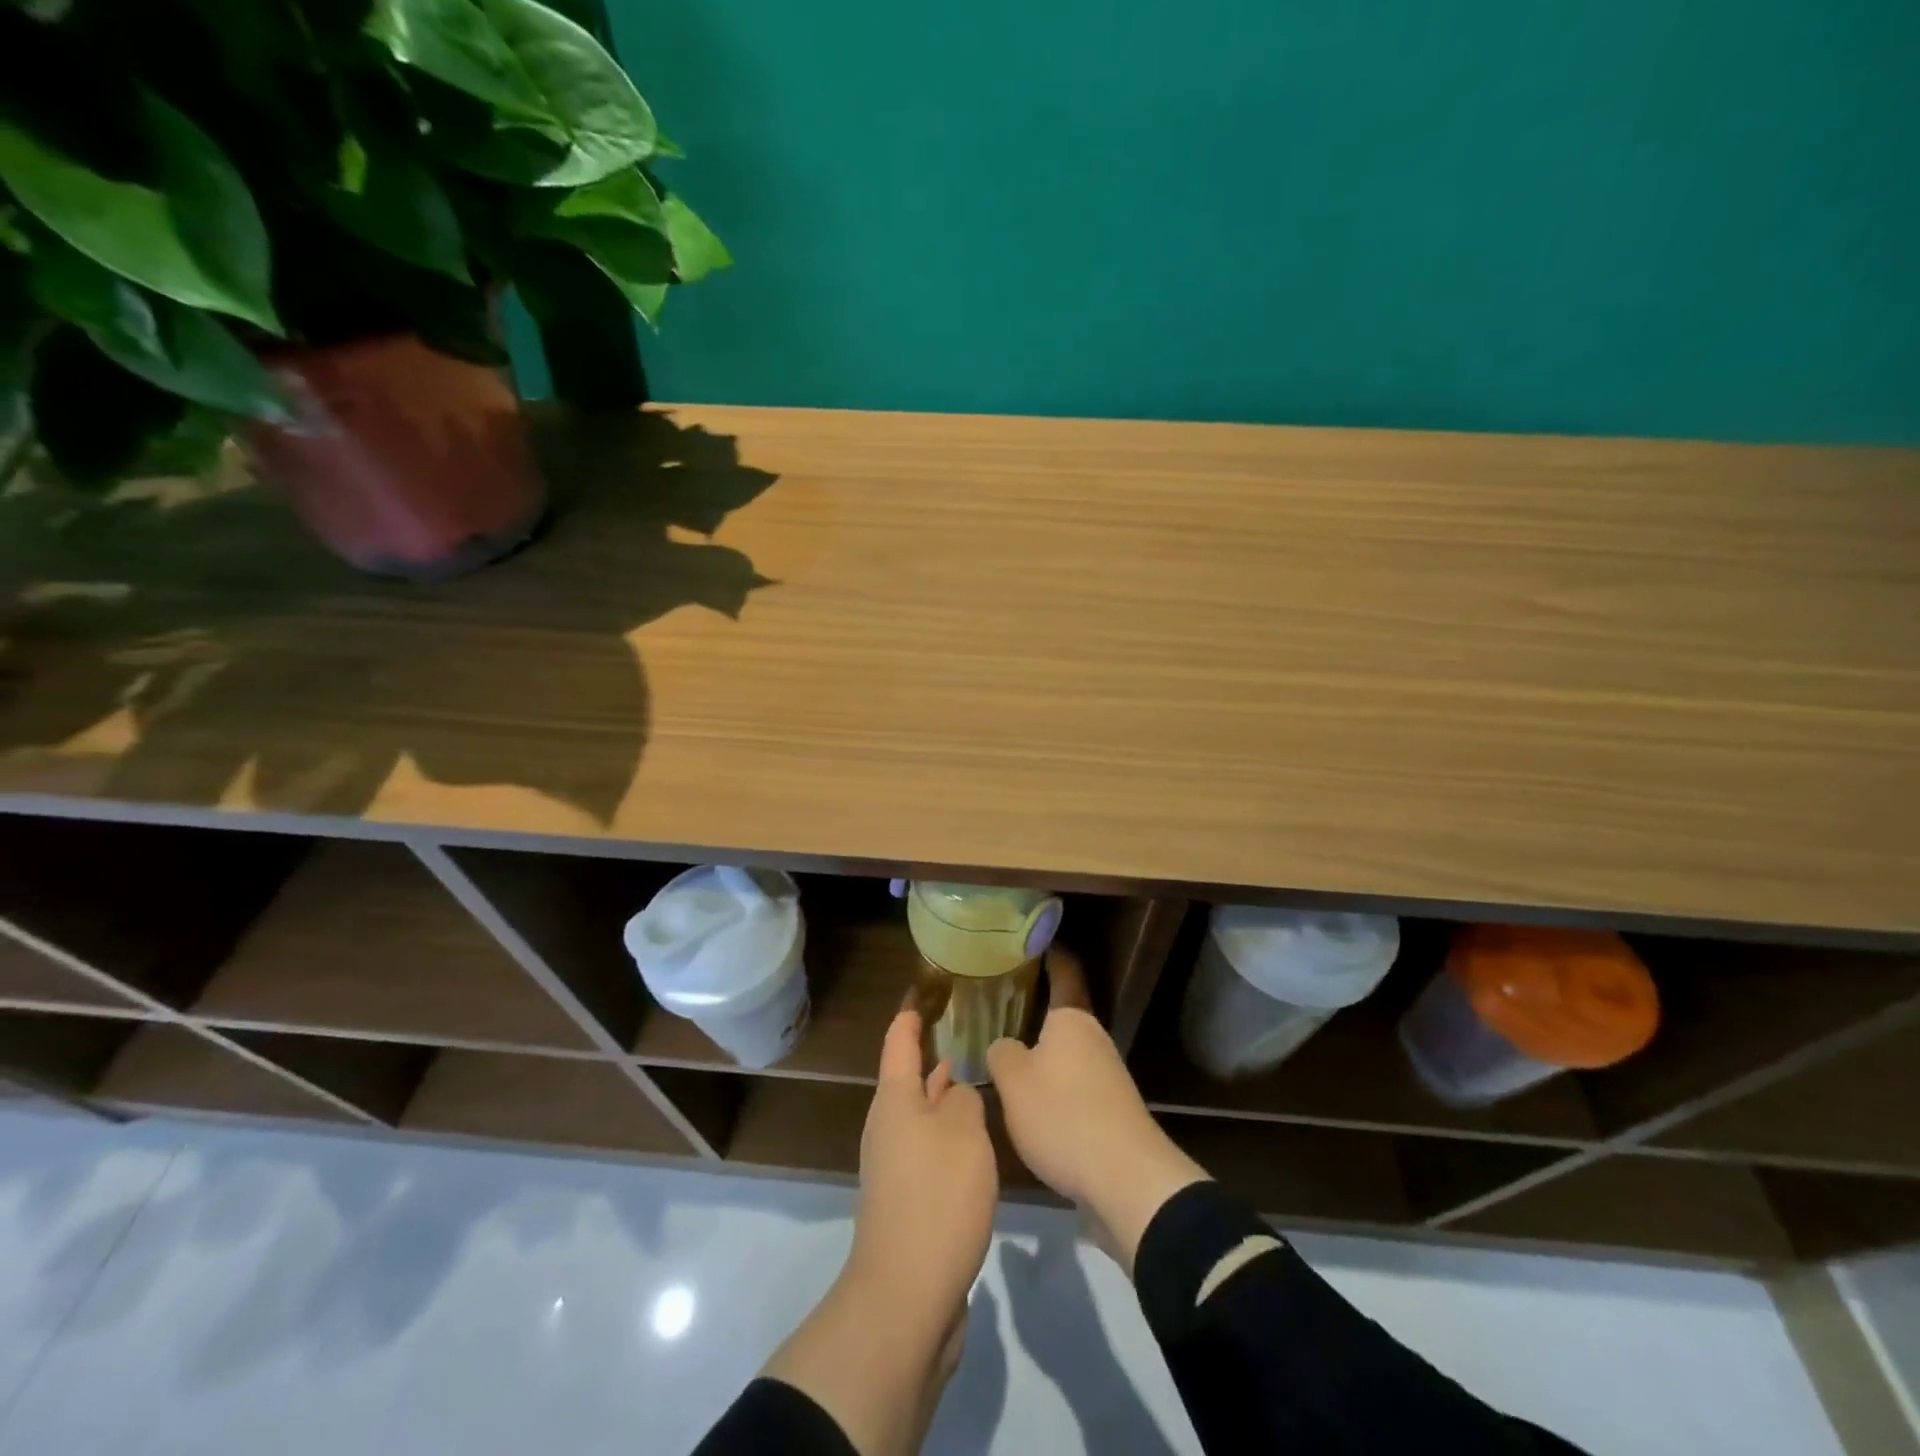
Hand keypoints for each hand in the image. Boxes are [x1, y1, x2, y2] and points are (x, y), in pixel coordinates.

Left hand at [849, 1010, 998, 1329]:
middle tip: (962, 1031)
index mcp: (895, 1100)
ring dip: (943, 1097)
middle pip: (908, 1080)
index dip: (911, 1015)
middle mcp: (889, 1127)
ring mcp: (895, 1167)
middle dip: (931, 1056)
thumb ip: (965, 1100)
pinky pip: (929, 1150)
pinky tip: (974, 1142)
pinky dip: (949, 1135)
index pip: (900, 1042)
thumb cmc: (936, 1197)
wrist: (907, 1296)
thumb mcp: (963, 1133)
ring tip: (972, 1077)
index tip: (923, 991)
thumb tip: (956, 1094)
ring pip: (921, 1116)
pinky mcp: (908, 1201)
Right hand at [988, 950, 1208, 1271]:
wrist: (1126, 1180)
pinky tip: (1032, 1102)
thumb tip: (1003, 1045)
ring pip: (1066, 1052)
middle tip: (996, 1009)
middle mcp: (1093, 1037)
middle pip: (1060, 1016)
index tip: (1029, 943)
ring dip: (1042, 1054)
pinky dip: (1054, 1085)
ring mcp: (1108, 1073)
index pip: (1062, 972)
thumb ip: (1000, 1053)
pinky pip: (1075, 1083)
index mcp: (1071, 1019)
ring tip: (1006, 1057)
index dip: (1049, 956)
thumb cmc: (1063, 1115)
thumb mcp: (1013, 1082)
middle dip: (1033, 1013)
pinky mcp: (1112, 1108)